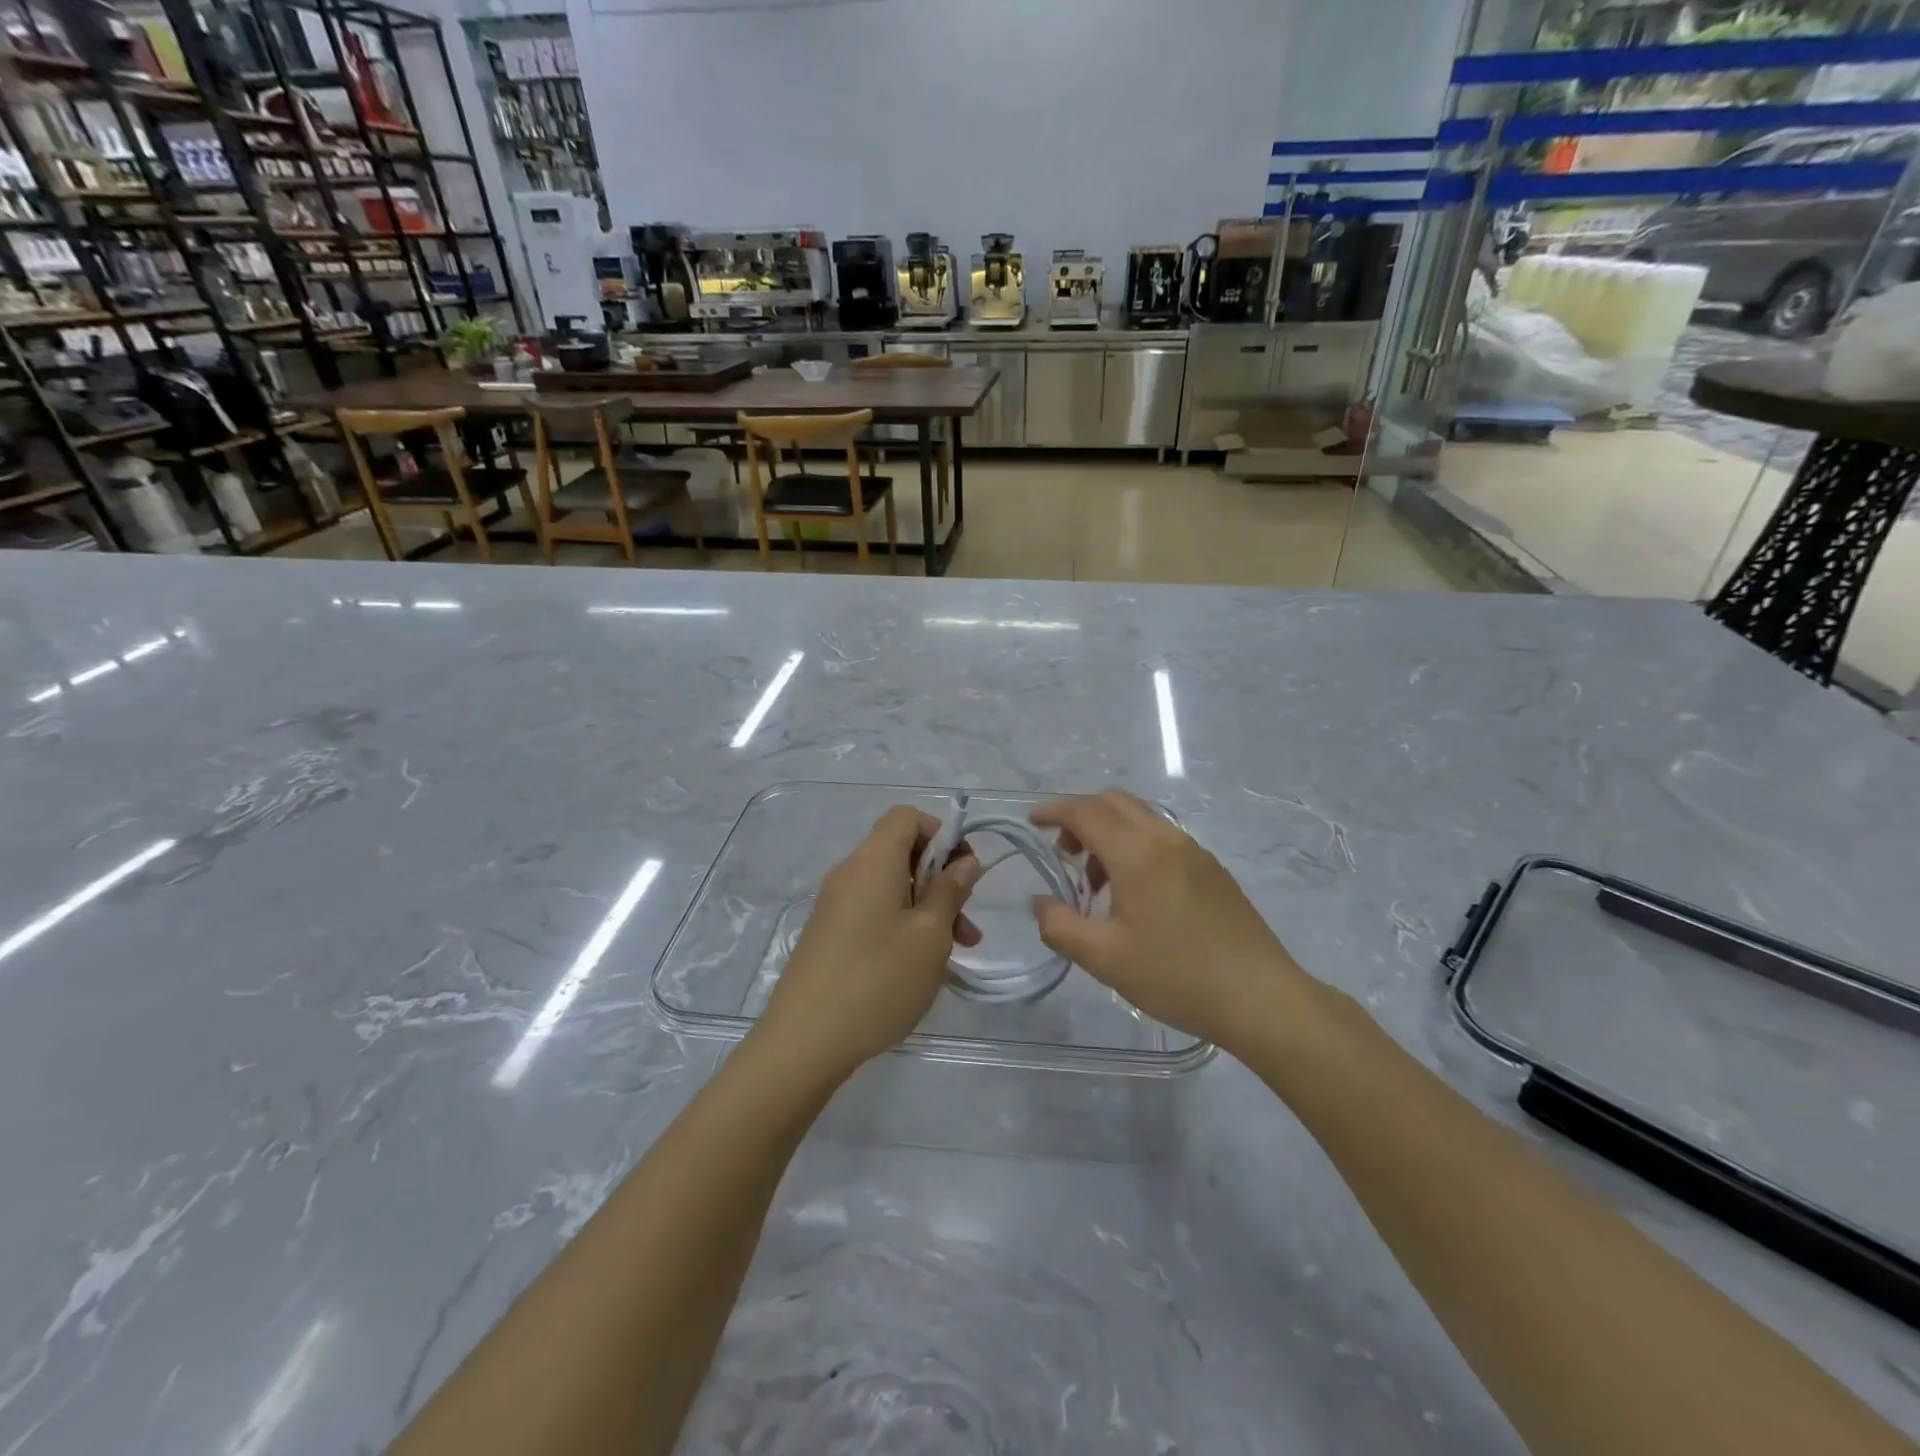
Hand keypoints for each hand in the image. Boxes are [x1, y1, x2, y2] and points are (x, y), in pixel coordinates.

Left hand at [757, 805, 981, 1079]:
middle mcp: (849, 874)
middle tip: (967, 925)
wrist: (803, 1042)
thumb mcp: (930, 935)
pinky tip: (919, 968)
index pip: (907, 817)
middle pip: (901, 853)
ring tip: (954, 954)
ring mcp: (834, 906)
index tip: (965, 874)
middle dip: (941, 880)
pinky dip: (902, 927)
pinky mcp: (828, 935)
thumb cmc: (878, 979)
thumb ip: (950, 891)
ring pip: (891, 889)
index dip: (942, 835)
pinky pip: (873, 913)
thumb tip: (964, 862)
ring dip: (927, 910)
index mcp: (872, 861)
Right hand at [1030, 790, 1312, 1053]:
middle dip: (1080, 817)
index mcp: (1137, 852)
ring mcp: (1194, 851)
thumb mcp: (1105, 958)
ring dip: (1109, 833)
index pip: (1085, 811)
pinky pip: (1162, 838)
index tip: (1032, 823)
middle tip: (1064, 855)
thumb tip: (1041, 902)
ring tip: (1098, 884)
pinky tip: (1136, 895)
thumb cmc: (1176, 976)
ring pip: (1140, 818)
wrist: (1260, 997)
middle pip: (1114, 802)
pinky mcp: (1212, 869)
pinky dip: (1135, 846)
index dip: (1053, 811)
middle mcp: (1166, 838)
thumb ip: (1060, 926)